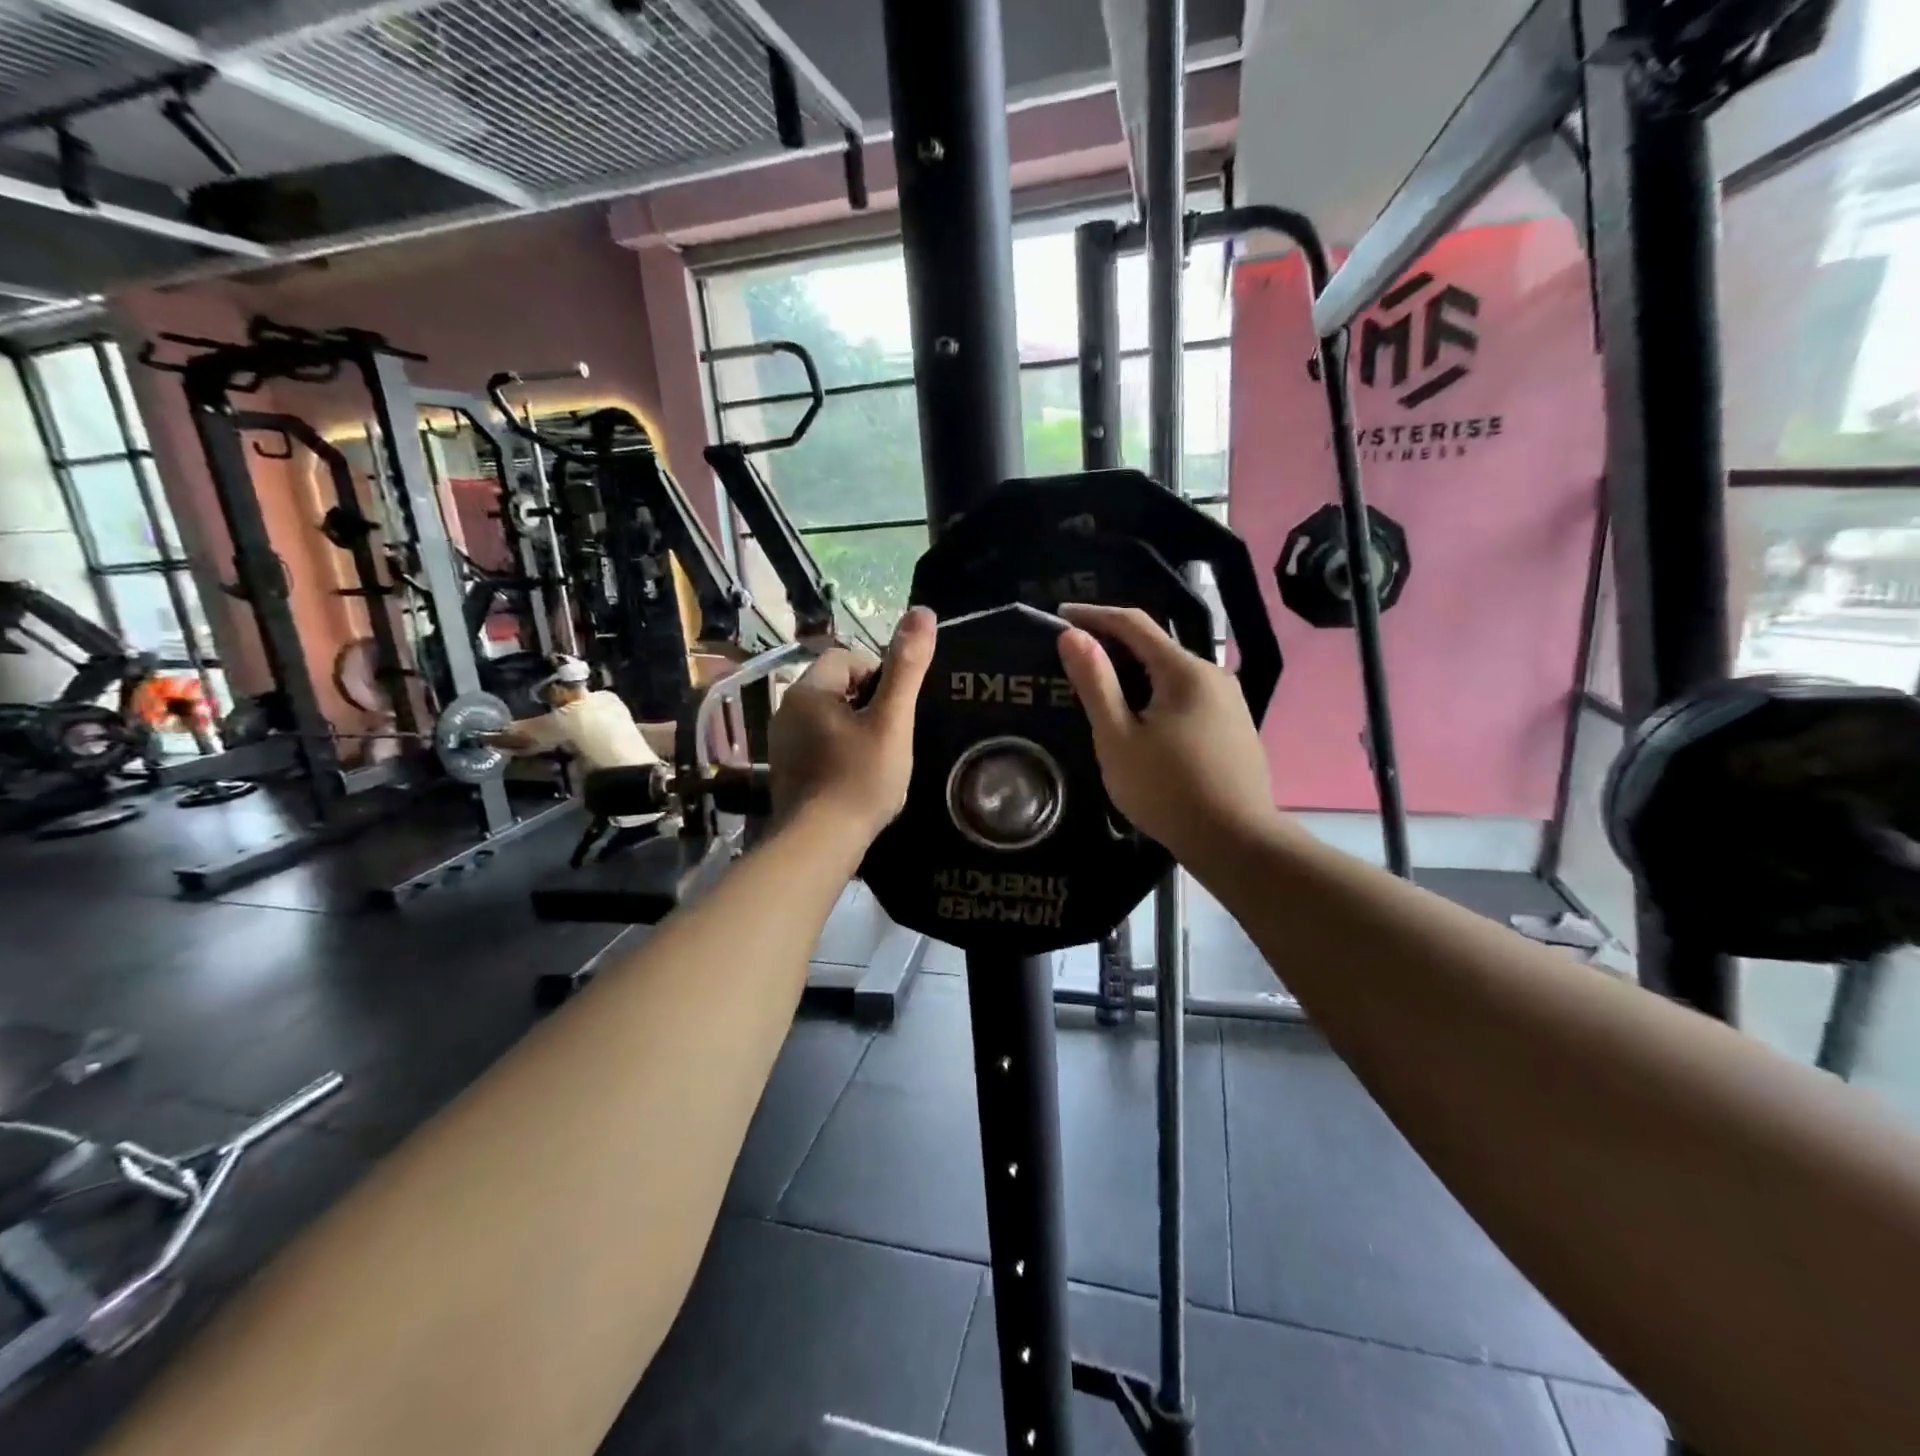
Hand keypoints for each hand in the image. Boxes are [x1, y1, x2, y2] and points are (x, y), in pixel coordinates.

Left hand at [770, 607, 935, 843]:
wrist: (819, 843)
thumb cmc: (860, 778)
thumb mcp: (891, 720)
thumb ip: (907, 667)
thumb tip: (923, 612)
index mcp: (808, 690)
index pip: (847, 658)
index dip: (879, 677)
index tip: (895, 710)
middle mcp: (786, 709)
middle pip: (837, 688)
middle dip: (868, 705)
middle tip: (891, 737)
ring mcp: (781, 742)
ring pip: (829, 719)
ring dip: (855, 730)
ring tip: (878, 760)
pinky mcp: (785, 770)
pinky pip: (818, 745)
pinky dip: (839, 753)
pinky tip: (855, 779)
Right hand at [1055, 603, 1280, 870]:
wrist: (1235, 842)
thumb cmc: (1167, 790)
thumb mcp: (1118, 738)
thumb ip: (1095, 683)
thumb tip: (1073, 636)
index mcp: (1184, 670)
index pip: (1133, 623)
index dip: (1094, 615)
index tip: (1060, 616)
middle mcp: (1213, 675)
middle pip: (1155, 648)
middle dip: (1114, 648)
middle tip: (1076, 662)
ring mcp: (1230, 701)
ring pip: (1172, 675)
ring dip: (1136, 676)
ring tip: (1103, 696)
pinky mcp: (1235, 727)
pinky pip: (1188, 698)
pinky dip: (1158, 697)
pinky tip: (1143, 724)